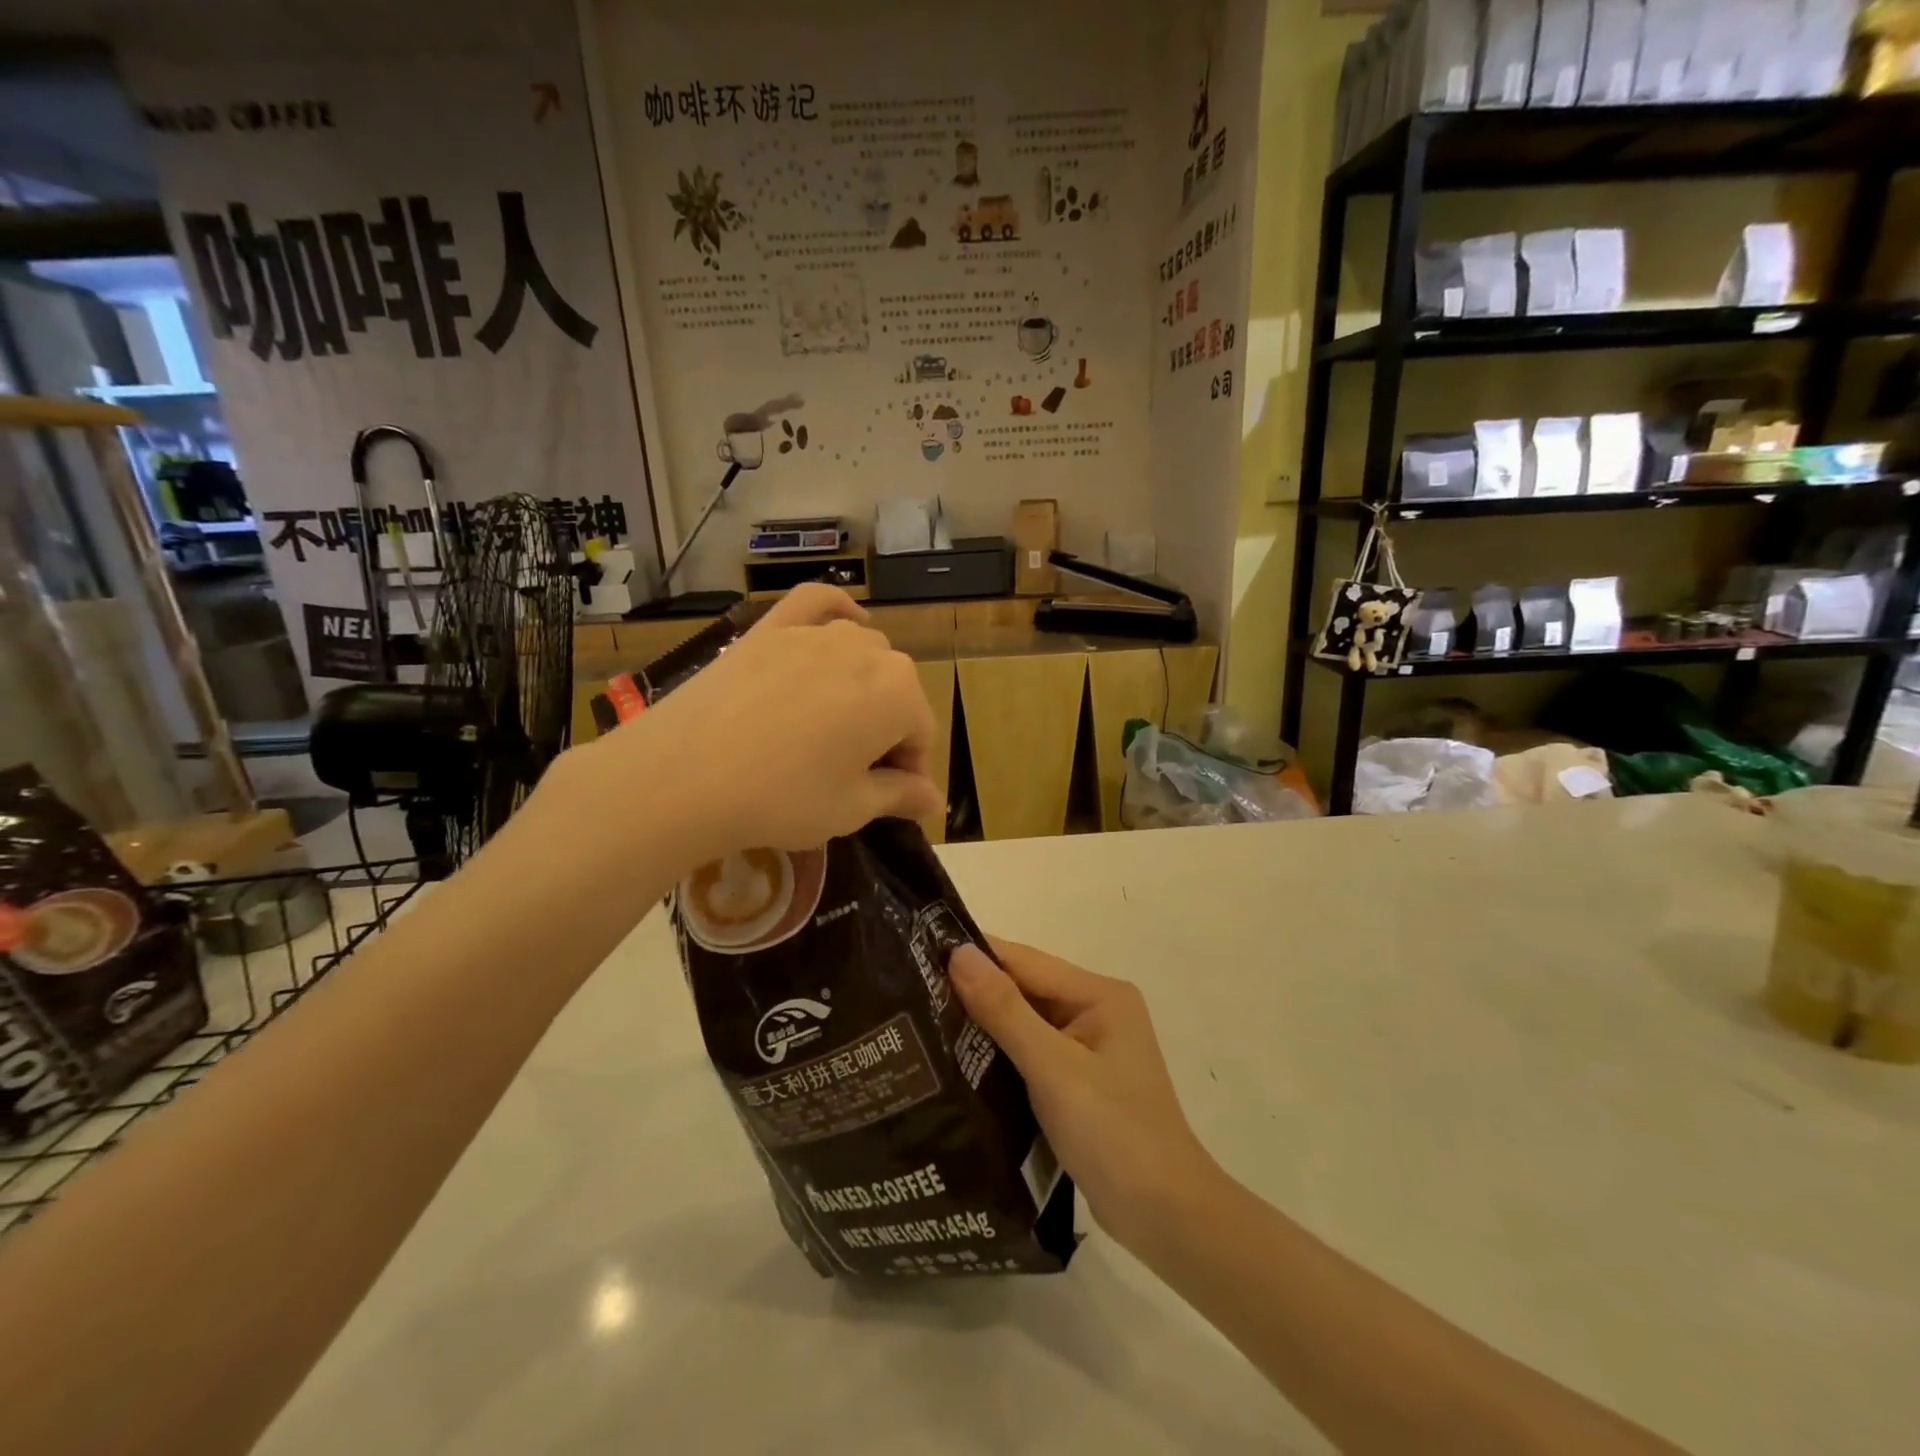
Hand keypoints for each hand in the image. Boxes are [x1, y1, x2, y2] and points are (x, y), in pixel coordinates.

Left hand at [555, 584, 941, 866]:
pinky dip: (835, 609)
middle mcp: (867, 651)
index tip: (884, 800)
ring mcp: (815, 633)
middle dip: (884, 731)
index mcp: (898, 694)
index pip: (920, 735)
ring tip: (830, 727)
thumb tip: (934, 800)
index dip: (907, 772)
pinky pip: (814, 604)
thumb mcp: (850, 808)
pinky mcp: (770, 628)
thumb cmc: (782, 798)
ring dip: (861, 687)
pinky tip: (846, 620)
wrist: (682, 776)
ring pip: (861, 654)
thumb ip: (900, 796)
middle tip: (849, 774)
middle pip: (894, 693)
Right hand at [948, 937, 1221, 1253]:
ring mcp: (1088, 1049)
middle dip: (974, 991)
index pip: (1025, 961)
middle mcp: (1095, 1012)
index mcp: (1099, 995)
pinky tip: (958, 1062)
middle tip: (911, 991)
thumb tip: (958, 954)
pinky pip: (1030, 1054)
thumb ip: (1005, 1010)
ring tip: (921, 1023)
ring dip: (983, 1025)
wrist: (1167, 1219)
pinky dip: (999, 1056)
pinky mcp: (1078, 1083)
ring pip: (1024, 1023)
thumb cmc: (1114, 1133)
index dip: (975, 956)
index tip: (919, 953)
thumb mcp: (1053, 1068)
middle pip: (1025, 989)